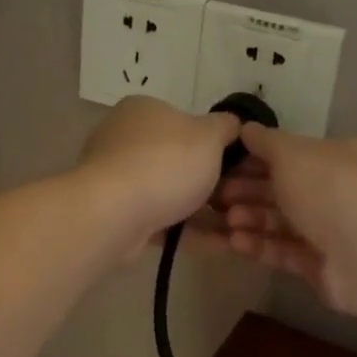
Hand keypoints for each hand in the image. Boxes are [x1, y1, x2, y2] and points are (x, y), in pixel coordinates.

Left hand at [77, 97, 240, 259]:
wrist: (113, 214)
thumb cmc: (165, 163)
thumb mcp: (208, 136)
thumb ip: (226, 127)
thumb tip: (233, 124)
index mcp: (144, 111)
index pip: (186, 122)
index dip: (216, 144)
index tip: (240, 167)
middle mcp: (125, 140)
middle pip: (179, 161)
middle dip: (213, 184)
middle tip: (243, 201)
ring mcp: (118, 180)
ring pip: (172, 195)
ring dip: (206, 213)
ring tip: (239, 229)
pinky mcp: (117, 215)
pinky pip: (162, 222)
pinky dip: (190, 233)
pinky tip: (221, 245)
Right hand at [195, 123, 356, 312]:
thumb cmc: (330, 189)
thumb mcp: (293, 153)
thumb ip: (266, 142)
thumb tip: (246, 128)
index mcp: (341, 158)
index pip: (293, 155)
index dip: (256, 158)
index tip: (223, 164)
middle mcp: (340, 192)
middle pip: (286, 190)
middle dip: (249, 191)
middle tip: (216, 196)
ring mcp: (333, 232)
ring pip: (283, 222)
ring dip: (251, 219)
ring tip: (224, 221)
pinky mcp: (323, 266)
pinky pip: (286, 251)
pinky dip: (261, 245)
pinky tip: (234, 242)